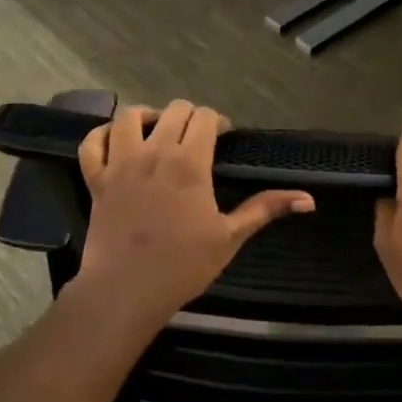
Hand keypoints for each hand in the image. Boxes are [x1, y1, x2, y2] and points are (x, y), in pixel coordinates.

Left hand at [72, 101, 313, 327]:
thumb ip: (266, 209)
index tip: (223, 137)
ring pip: (129, 116)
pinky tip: (116, 141)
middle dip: (189, 117)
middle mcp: (155, 152)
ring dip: (147, 116)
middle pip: (173, 110)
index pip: (205, 117)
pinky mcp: (96, 179)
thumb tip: (309, 200)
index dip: (217, 122)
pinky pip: (92, 142)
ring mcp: (121, 163)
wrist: (126, 291)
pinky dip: (103, 134)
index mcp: (190, 163)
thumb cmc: (183, 265)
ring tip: (157, 132)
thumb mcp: (230, 236)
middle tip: (197, 138)